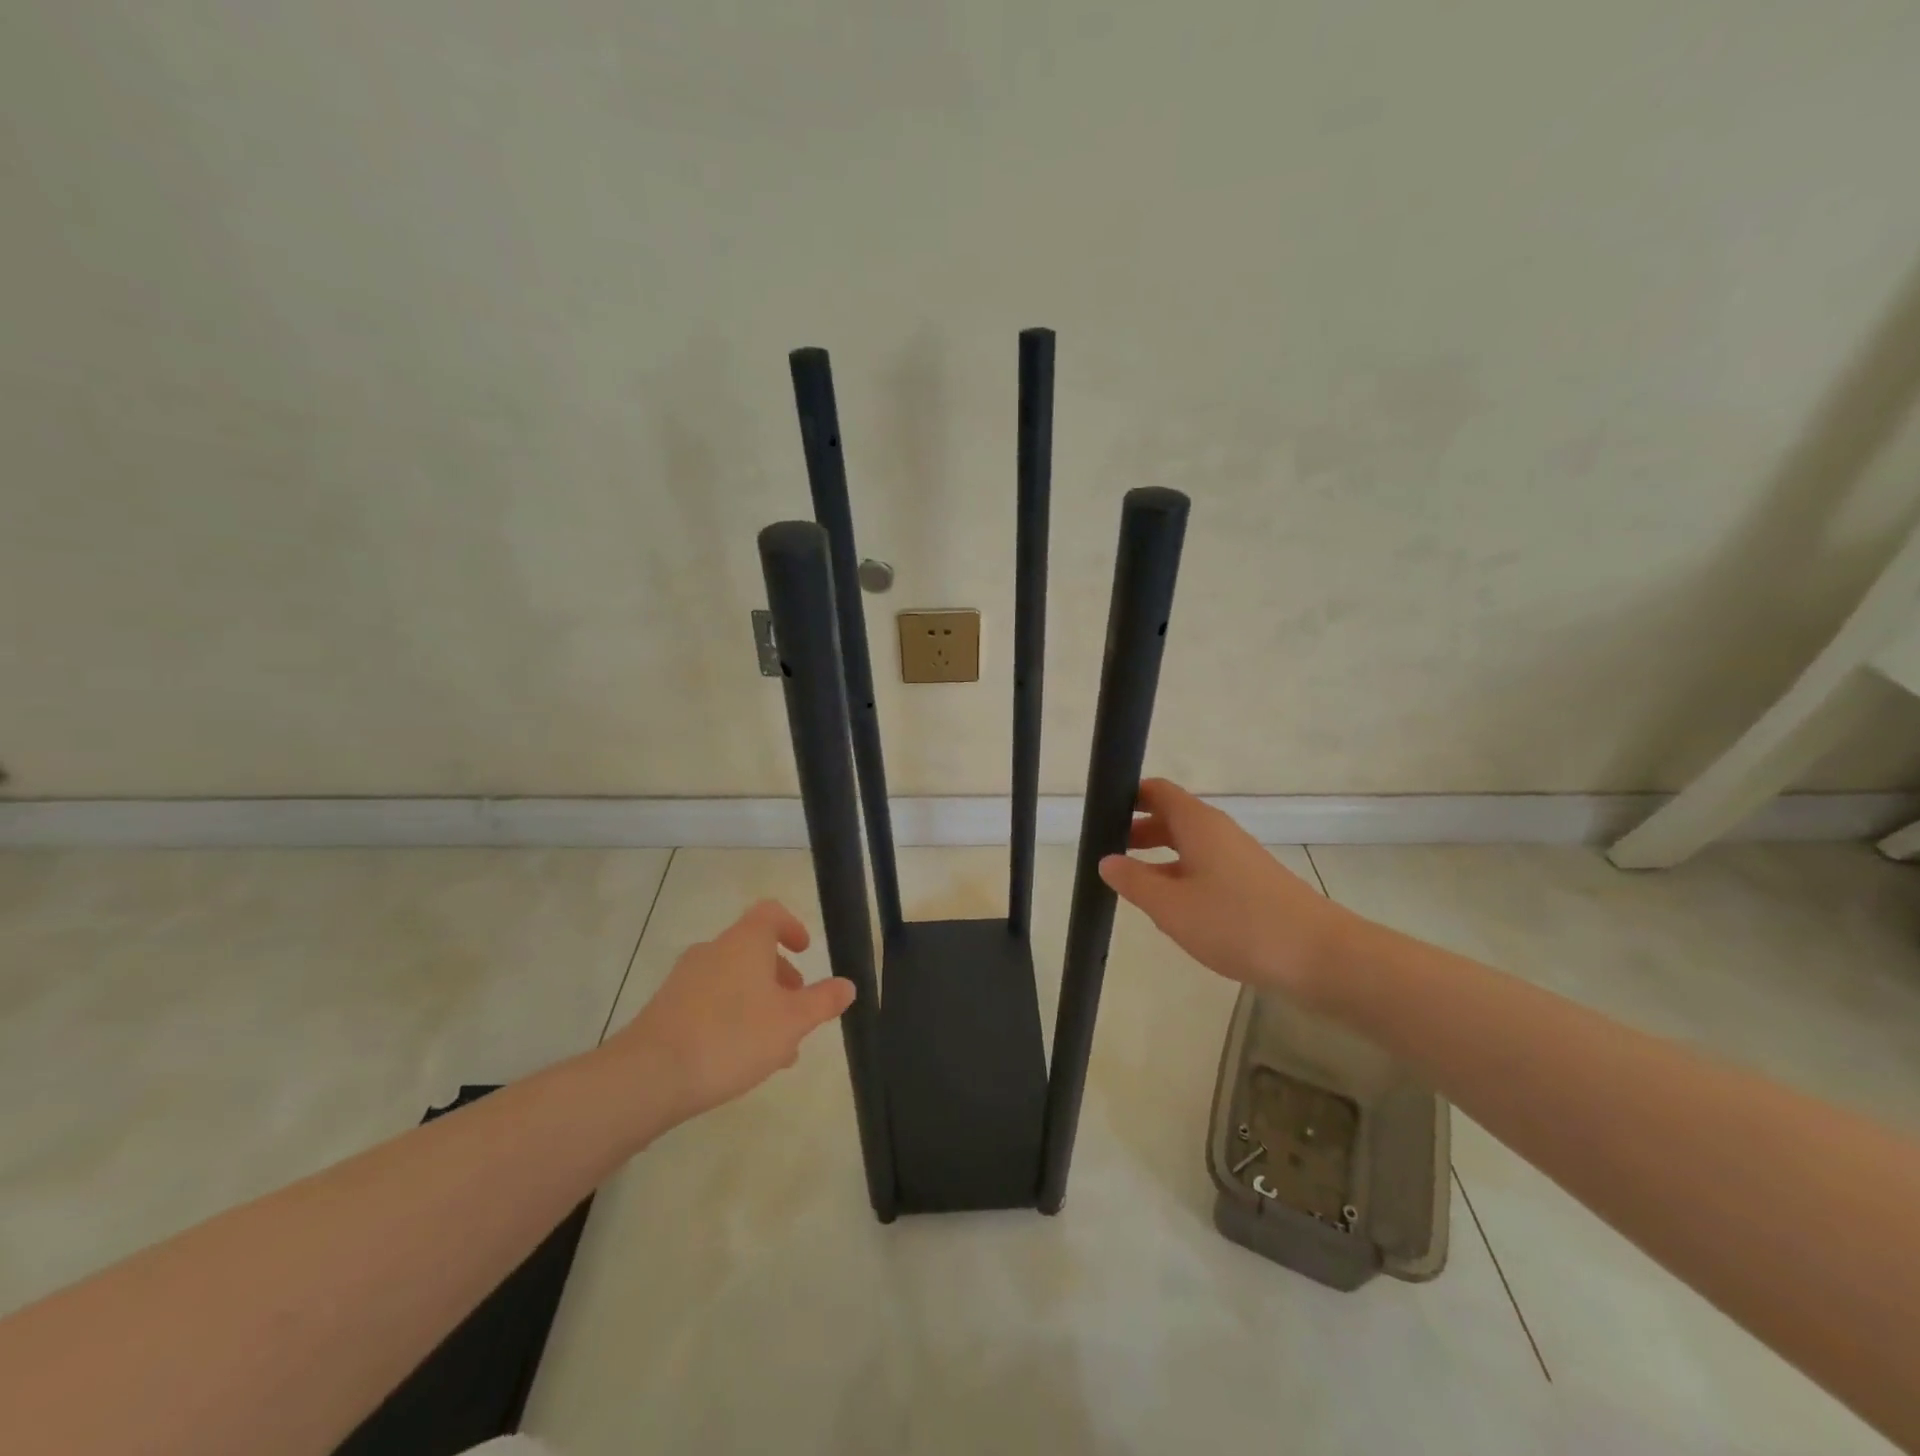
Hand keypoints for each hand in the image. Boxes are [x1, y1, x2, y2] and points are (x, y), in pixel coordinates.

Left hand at [610, 899, 854, 1124]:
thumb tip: (847, 985)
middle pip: (752, 950)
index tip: (805, 951)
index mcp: (744, 942)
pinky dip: (731, 1018)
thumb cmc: (731, 1037)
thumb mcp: (791, 1022)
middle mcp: (713, 951)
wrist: (648, 1076)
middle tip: (797, 1010)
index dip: (791, 926)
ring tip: (775, 1048)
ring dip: (758, 1003)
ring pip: (732, 981)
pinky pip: (709, 1003)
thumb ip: (822, 1001)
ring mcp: (684, 979)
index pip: (770, 913)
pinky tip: (739, 1060)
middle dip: (779, 978)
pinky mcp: (665, 1009)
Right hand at [1098, 778, 1361, 1001]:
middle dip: (1138, 831)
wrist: (1319, 956)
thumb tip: (1106, 860)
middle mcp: (1219, 832)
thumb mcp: (1171, 906)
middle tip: (1107, 853)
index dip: (1128, 797)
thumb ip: (1134, 882)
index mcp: (1198, 824)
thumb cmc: (1236, 923)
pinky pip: (1207, 869)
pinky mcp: (1253, 885)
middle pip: (1172, 818)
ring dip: (1159, 858)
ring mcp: (1239, 858)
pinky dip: (1182, 877)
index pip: (1157, 791)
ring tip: (1132, 884)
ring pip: (1190, 846)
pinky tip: (1173, 909)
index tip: (1100, 815)